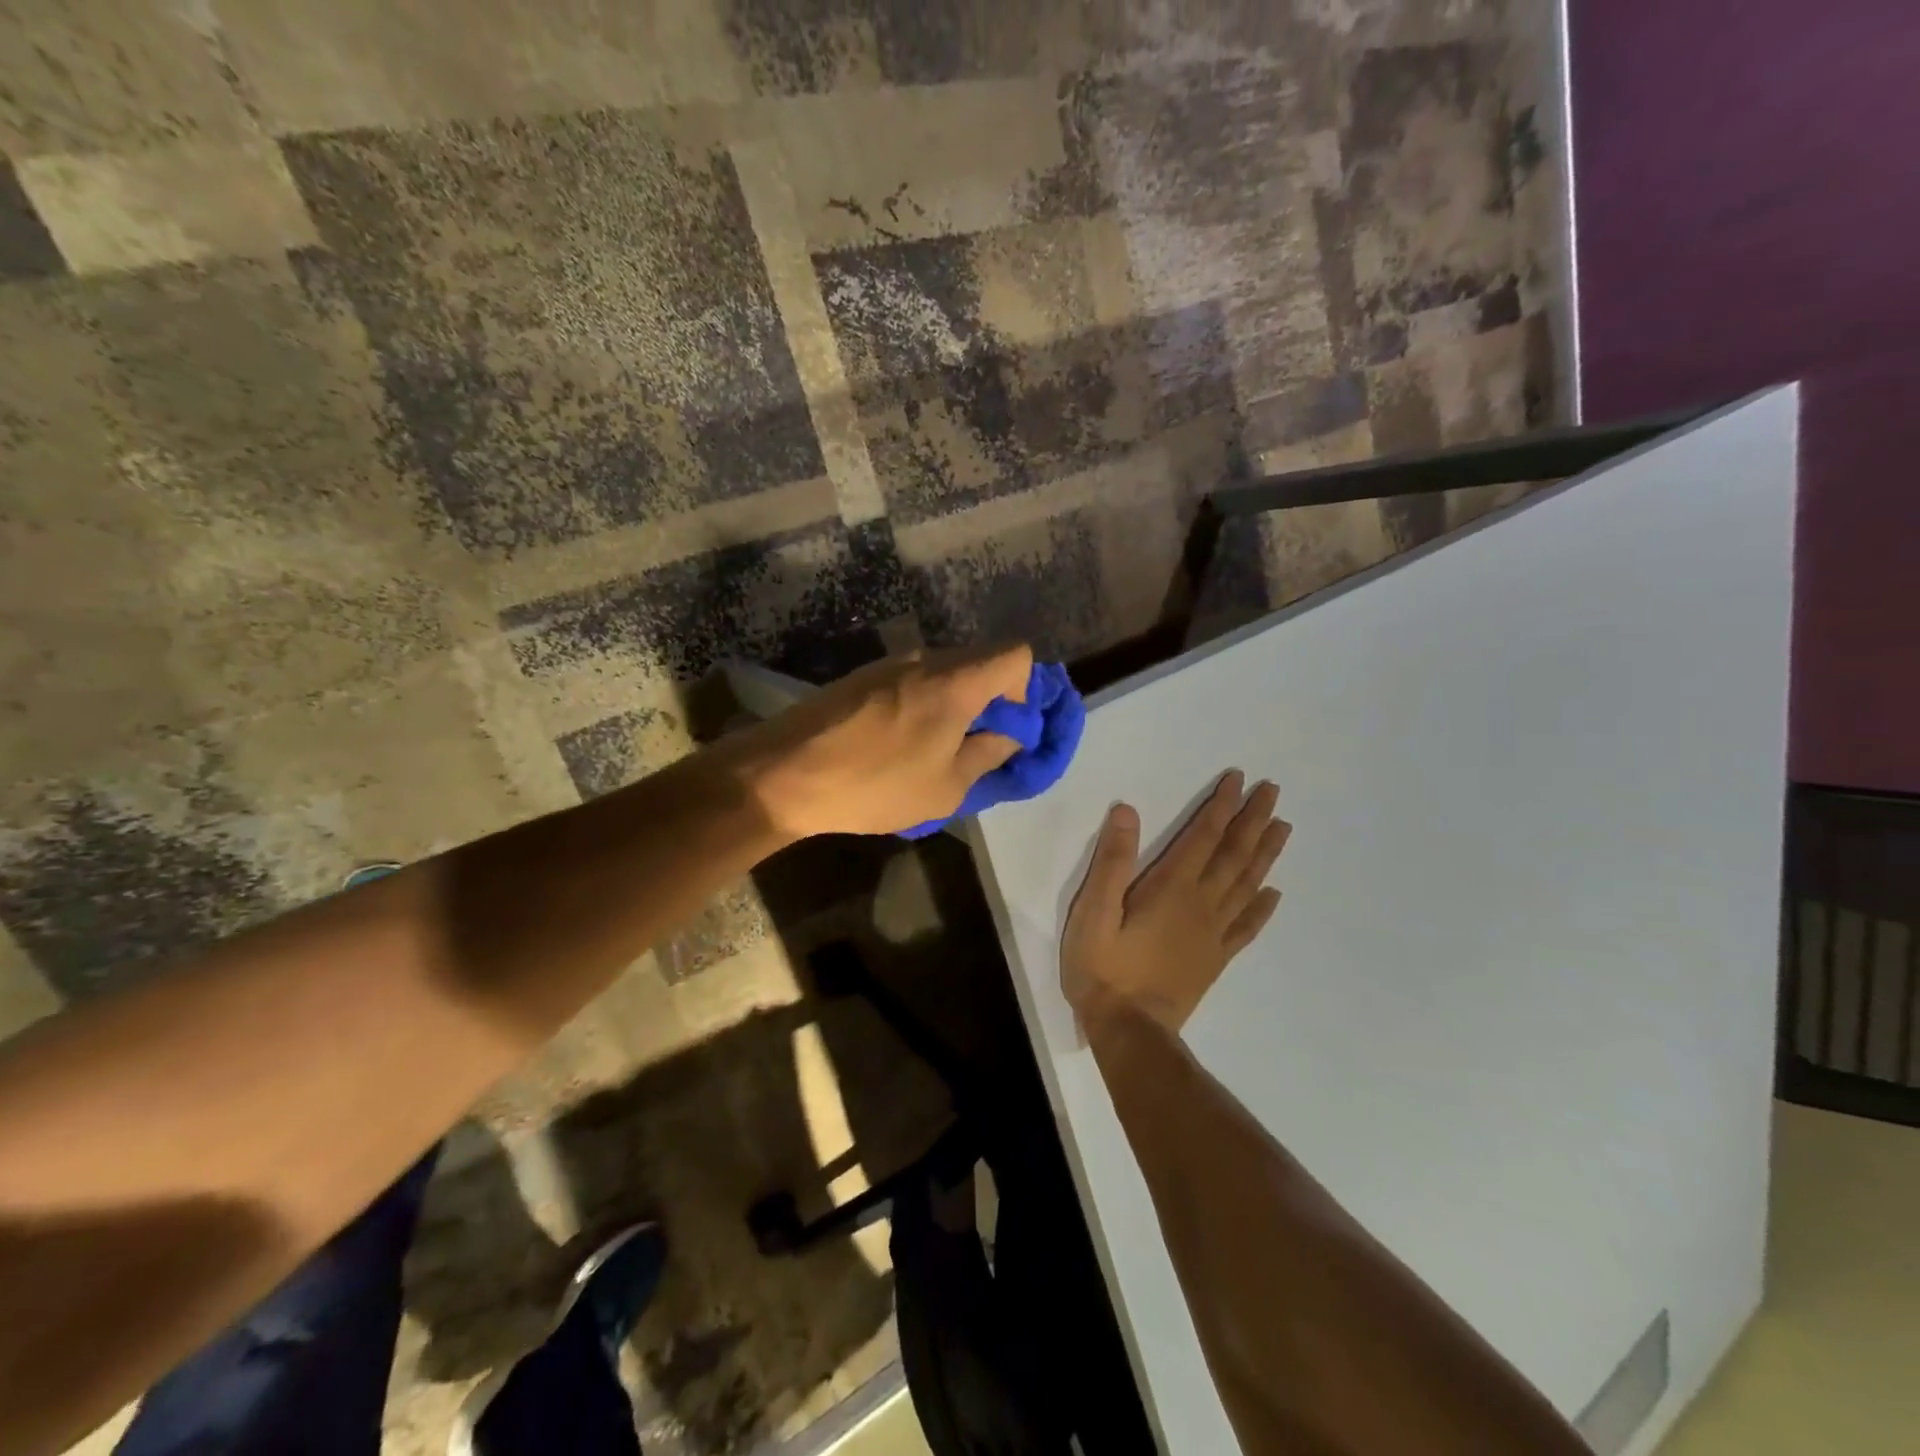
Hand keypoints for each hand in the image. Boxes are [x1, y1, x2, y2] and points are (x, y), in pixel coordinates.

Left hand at [733, 645, 1033, 838]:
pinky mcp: (863, 676)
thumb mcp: (946, 787)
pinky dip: (924, 706)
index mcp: (955, 680)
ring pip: (945, 673)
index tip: (1008, 729)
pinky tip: (900, 745)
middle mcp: (926, 659)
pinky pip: (914, 682)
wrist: (783, 773)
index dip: (1026, 690)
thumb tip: (1008, 734)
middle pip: (981, 662)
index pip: (1017, 654)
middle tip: (977, 747)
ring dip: (955, 706)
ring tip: (935, 752)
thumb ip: (988, 754)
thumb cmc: (874, 784)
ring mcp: (890, 664)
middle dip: (992, 701)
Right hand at [1062, 771, 1290, 1035]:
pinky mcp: (1215, 959)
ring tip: (1283, 827)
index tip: (1238, 779)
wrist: (1130, 1030)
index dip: (1221, 806)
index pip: (1203, 836)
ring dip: (1265, 853)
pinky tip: (1273, 894)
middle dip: (1253, 820)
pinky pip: (1246, 926)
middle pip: (1234, 854)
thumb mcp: (1094, 911)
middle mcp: (1201, 904)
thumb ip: (1112, 862)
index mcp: (1172, 888)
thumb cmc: (1104, 967)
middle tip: (1273, 791)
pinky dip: (1262, 907)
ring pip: (1247, 884)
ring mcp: (1213, 934)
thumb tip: (1128, 810)